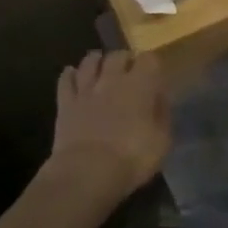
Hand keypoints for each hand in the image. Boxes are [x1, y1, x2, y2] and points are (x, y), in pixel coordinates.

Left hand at [50, 50, 171, 199]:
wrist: (87, 172)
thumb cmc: (131, 158)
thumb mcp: (162, 142)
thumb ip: (162, 115)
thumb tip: (159, 99)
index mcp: (139, 85)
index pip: (148, 59)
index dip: (152, 64)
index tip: (154, 76)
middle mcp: (112, 79)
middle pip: (118, 55)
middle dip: (125, 60)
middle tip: (129, 71)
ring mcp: (86, 89)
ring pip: (90, 61)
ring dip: (97, 61)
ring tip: (101, 67)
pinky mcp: (65, 103)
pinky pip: (65, 80)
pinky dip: (69, 75)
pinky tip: (72, 75)